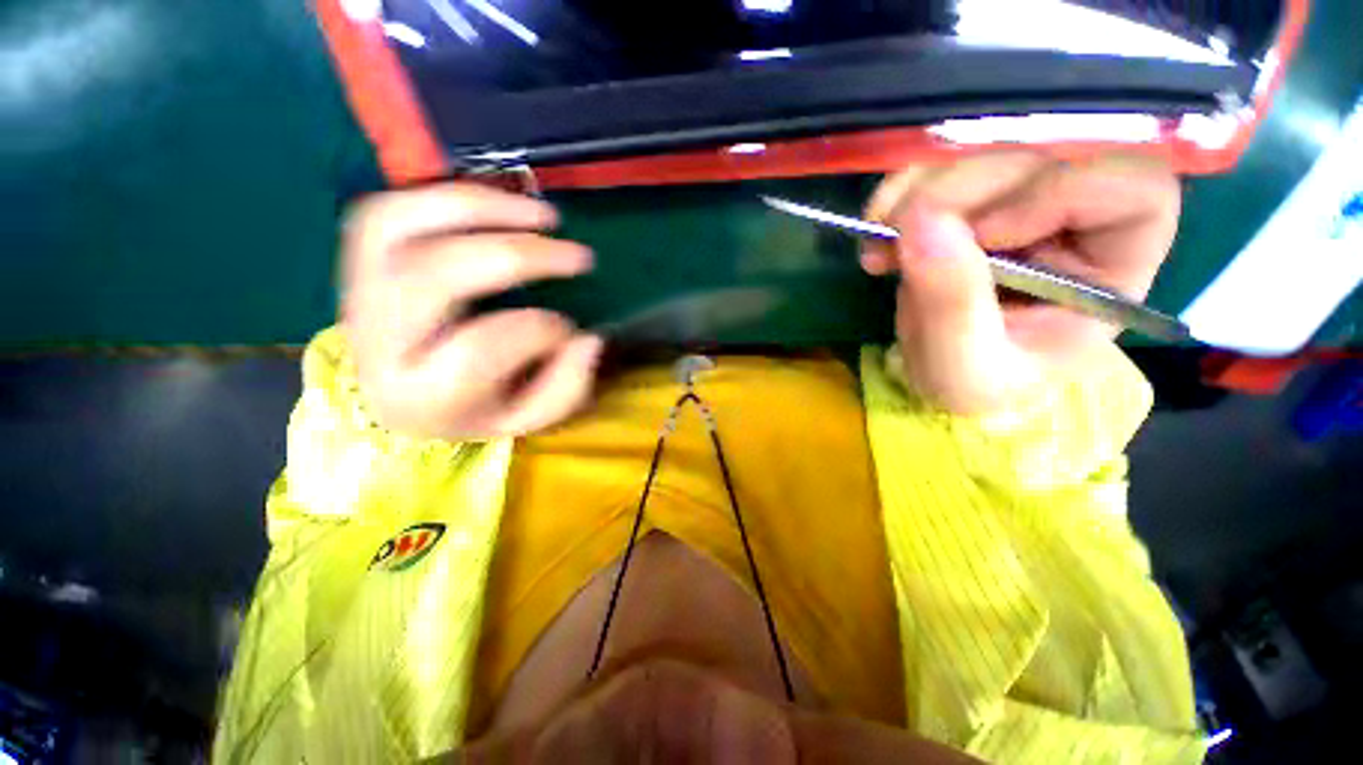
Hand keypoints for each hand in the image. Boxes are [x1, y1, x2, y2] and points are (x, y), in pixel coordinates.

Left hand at [340, 183, 602, 439]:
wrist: (411, 398)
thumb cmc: (480, 408)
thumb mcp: (532, 417)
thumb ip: (566, 387)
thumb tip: (587, 338)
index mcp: (423, 397)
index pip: (482, 348)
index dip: (542, 330)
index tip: (572, 330)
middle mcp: (375, 345)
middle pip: (434, 275)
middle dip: (519, 255)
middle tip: (578, 256)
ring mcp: (356, 295)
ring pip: (398, 226)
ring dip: (480, 208)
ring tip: (544, 217)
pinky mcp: (358, 261)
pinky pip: (388, 209)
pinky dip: (447, 197)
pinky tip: (500, 205)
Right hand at [863, 153, 1180, 414]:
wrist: (941, 376)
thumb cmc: (973, 384)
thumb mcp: (963, 365)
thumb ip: (951, 304)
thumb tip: (920, 225)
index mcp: (1114, 267)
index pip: (1133, 189)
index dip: (1058, 191)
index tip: (981, 235)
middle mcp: (1083, 218)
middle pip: (1050, 151)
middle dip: (963, 186)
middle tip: (898, 231)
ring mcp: (1025, 198)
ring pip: (991, 145)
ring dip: (921, 185)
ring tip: (878, 234)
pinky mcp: (976, 197)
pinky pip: (944, 164)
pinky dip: (902, 186)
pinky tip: (877, 223)